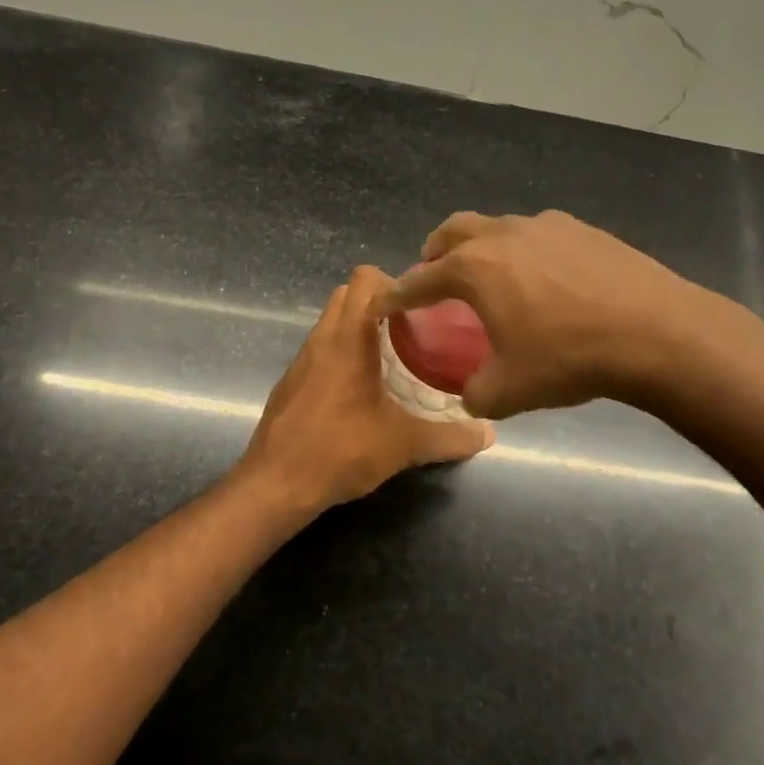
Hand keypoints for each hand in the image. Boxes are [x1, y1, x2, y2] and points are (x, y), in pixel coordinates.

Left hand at [239, 266, 493, 513]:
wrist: (275, 485)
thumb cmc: (340, 451)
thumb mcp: (403, 445)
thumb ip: (449, 437)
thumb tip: (488, 433)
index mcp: (348, 339)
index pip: (365, 279)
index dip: (395, 282)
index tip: (422, 307)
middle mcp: (321, 340)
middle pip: (347, 294)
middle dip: (379, 301)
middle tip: (412, 329)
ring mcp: (301, 361)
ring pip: (331, 322)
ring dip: (359, 327)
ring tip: (393, 356)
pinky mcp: (290, 383)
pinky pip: (320, 350)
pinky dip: (341, 353)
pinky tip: (362, 389)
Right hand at [373, 210, 736, 418]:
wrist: (655, 332)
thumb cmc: (569, 358)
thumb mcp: (509, 391)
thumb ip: (475, 394)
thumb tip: (471, 395)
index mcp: (474, 269)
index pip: (420, 281)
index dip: (397, 295)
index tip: (383, 304)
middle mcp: (503, 235)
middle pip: (453, 231)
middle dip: (435, 251)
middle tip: (433, 273)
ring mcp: (546, 226)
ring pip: (498, 227)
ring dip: (482, 247)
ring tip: (492, 275)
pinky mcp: (584, 229)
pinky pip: (539, 234)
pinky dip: (525, 251)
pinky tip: (545, 278)